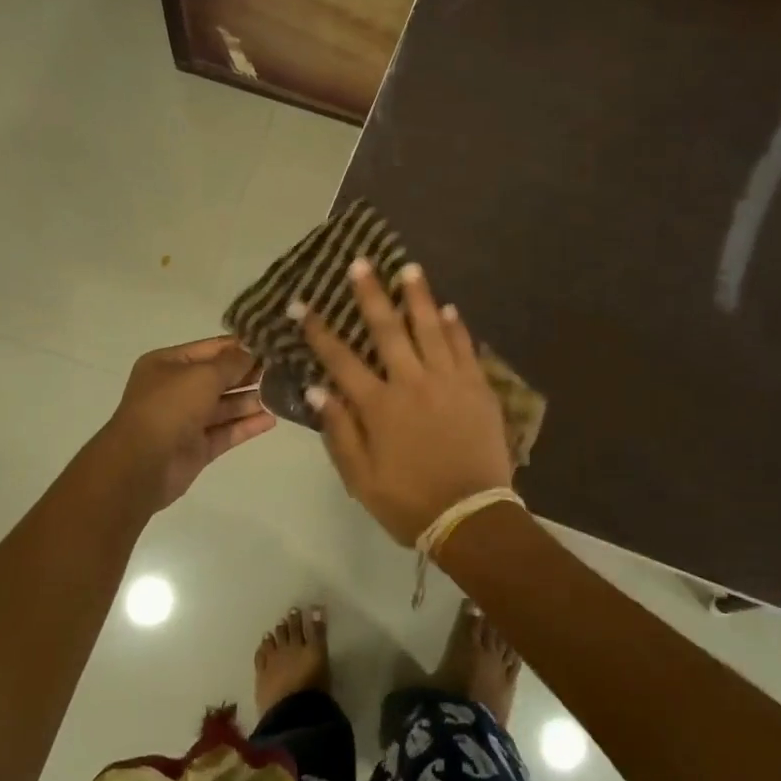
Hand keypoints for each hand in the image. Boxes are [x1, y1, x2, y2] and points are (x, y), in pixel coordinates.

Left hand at [99, 337, 275, 509]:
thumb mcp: (203, 375)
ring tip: (283, 393)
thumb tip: (253, 352)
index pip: (211, 349)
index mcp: (168, 364)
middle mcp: (176, 389)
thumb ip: (232, 363)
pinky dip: (247, 425)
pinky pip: (227, 431)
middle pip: (220, 377)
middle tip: (284, 369)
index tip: (272, 345)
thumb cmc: (170, 407)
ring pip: (225, 406)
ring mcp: (187, 420)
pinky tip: (272, 419)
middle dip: (249, 374)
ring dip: (252, 400)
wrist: (141, 464)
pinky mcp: (198, 447)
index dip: (240, 346)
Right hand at [298, 260, 514, 544]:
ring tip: (409, 268)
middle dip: (371, 294)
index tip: (302, 304)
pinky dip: (456, 327)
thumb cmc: (409, 502)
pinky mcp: (478, 389)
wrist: (471, 518)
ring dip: (418, 296)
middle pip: (387, 329)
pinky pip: (465, 348)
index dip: (318, 330)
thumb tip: (316, 389)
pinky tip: (450, 309)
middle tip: (361, 262)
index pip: (341, 359)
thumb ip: (339, 431)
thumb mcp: (361, 478)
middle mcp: (412, 383)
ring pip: (431, 328)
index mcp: (379, 406)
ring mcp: (449, 382)